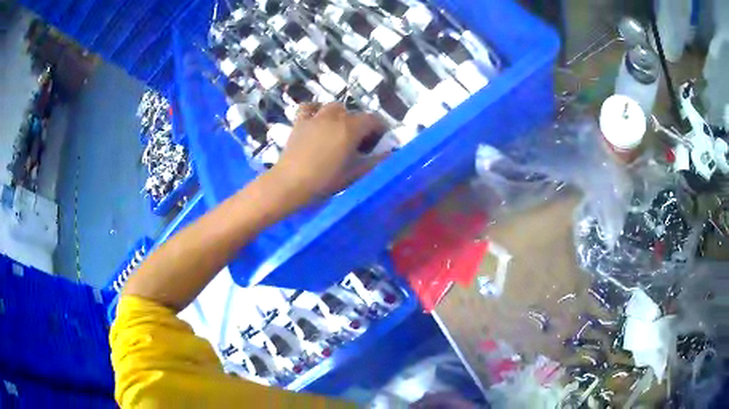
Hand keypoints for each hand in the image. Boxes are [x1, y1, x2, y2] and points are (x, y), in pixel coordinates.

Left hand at [269, 102, 386, 203]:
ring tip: (339, 131)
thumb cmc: (325, 180)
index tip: (378, 143)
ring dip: (340, 116)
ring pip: (334, 107)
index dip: (379, 129)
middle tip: (358, 144)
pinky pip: (308, 107)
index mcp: (351, 128)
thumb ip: (375, 162)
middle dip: (360, 125)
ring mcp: (315, 117)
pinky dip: (315, 110)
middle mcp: (335, 117)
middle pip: (354, 113)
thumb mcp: (355, 174)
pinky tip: (317, 119)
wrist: (290, 183)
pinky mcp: (299, 122)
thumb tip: (390, 154)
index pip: (373, 120)